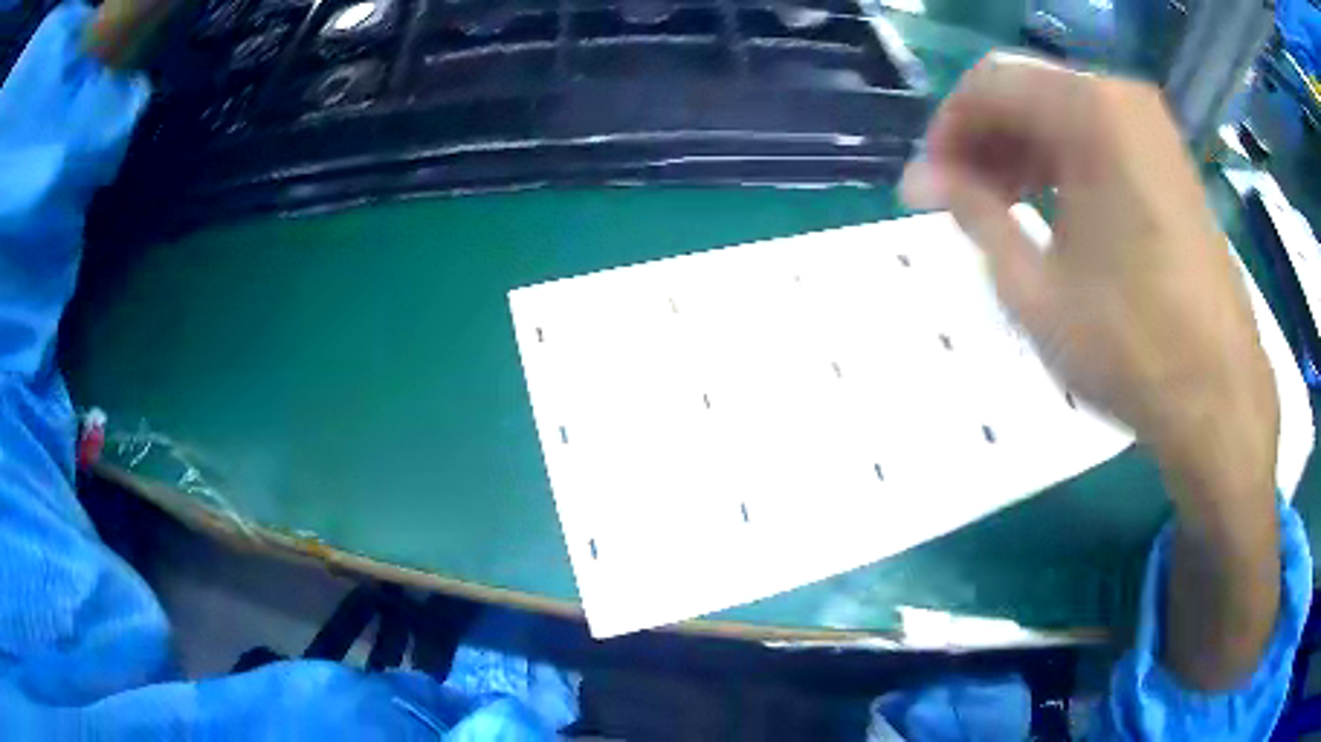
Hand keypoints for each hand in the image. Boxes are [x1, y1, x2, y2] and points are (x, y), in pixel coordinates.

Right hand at [901, 53, 1279, 689]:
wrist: (1220, 397)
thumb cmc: (1130, 346)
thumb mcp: (1034, 286)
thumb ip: (973, 213)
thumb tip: (920, 181)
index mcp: (1089, 111)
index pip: (988, 85)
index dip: (947, 132)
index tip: (929, 186)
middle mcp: (1123, 97)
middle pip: (1028, 92)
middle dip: (985, 141)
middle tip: (960, 202)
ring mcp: (1155, 128)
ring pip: (1064, 114)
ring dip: (1023, 153)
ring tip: (1002, 211)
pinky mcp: (1172, 161)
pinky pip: (1100, 138)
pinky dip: (1065, 164)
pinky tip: (1053, 211)